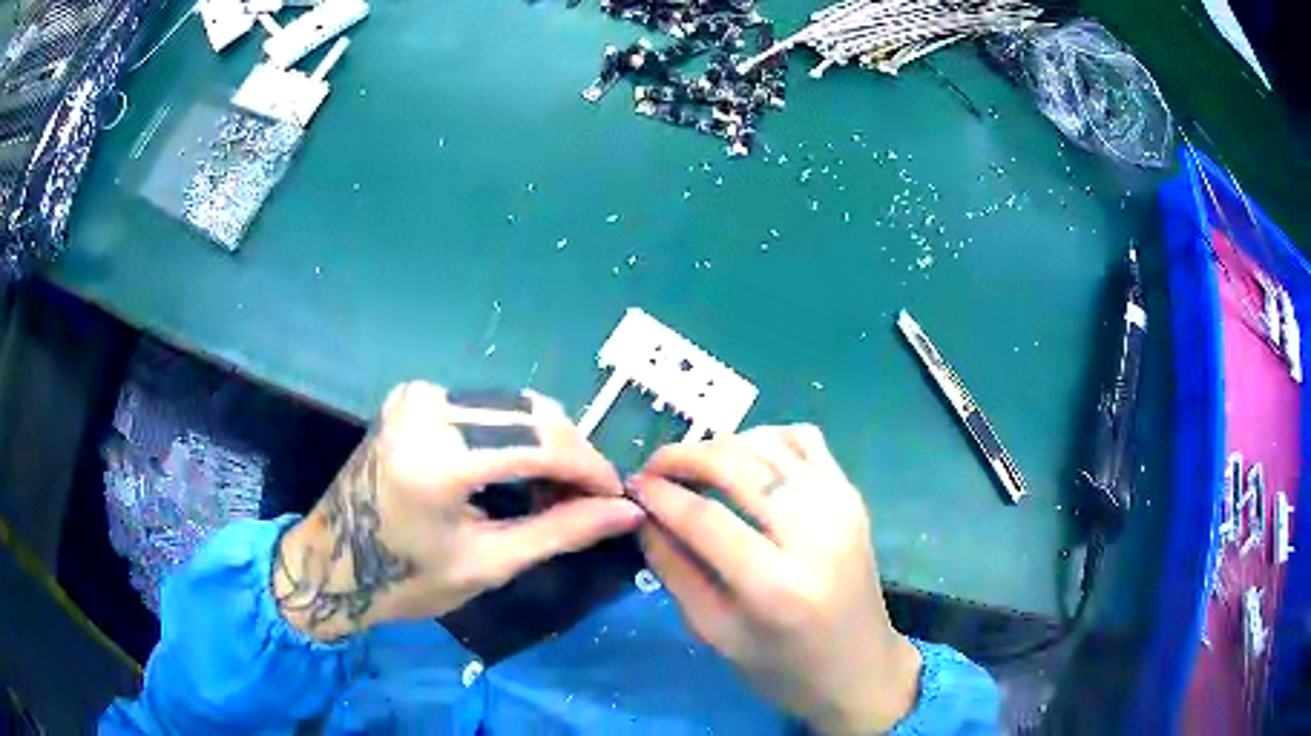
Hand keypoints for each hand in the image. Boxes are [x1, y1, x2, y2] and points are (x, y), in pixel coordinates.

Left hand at [273, 382, 644, 640]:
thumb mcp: (489, 563)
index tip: (617, 496)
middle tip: (586, 501)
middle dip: (572, 455)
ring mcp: (417, 396)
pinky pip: (486, 406)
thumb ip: (562, 531)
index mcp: (439, 458)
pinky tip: (519, 471)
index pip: (543, 442)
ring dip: (546, 444)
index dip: (590, 467)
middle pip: (532, 413)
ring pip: (513, 405)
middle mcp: (428, 408)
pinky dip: (515, 435)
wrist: (334, 561)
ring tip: (553, 493)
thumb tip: (627, 512)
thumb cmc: (406, 579)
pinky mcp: (414, 396)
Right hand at [629, 425, 921, 734]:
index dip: (659, 495)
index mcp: (776, 586)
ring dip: (721, 444)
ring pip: (768, 442)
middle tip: (654, 469)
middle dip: (683, 456)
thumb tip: (644, 516)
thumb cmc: (783, 668)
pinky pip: (805, 439)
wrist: (861, 669)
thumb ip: (675, 571)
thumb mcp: (716, 635)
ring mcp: (840, 506)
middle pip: (737, 465)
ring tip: (693, 467)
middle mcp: (814, 534)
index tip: (631, 487)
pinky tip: (745, 462)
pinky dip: (766, 438)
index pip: (704, 518)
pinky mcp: (852, 495)